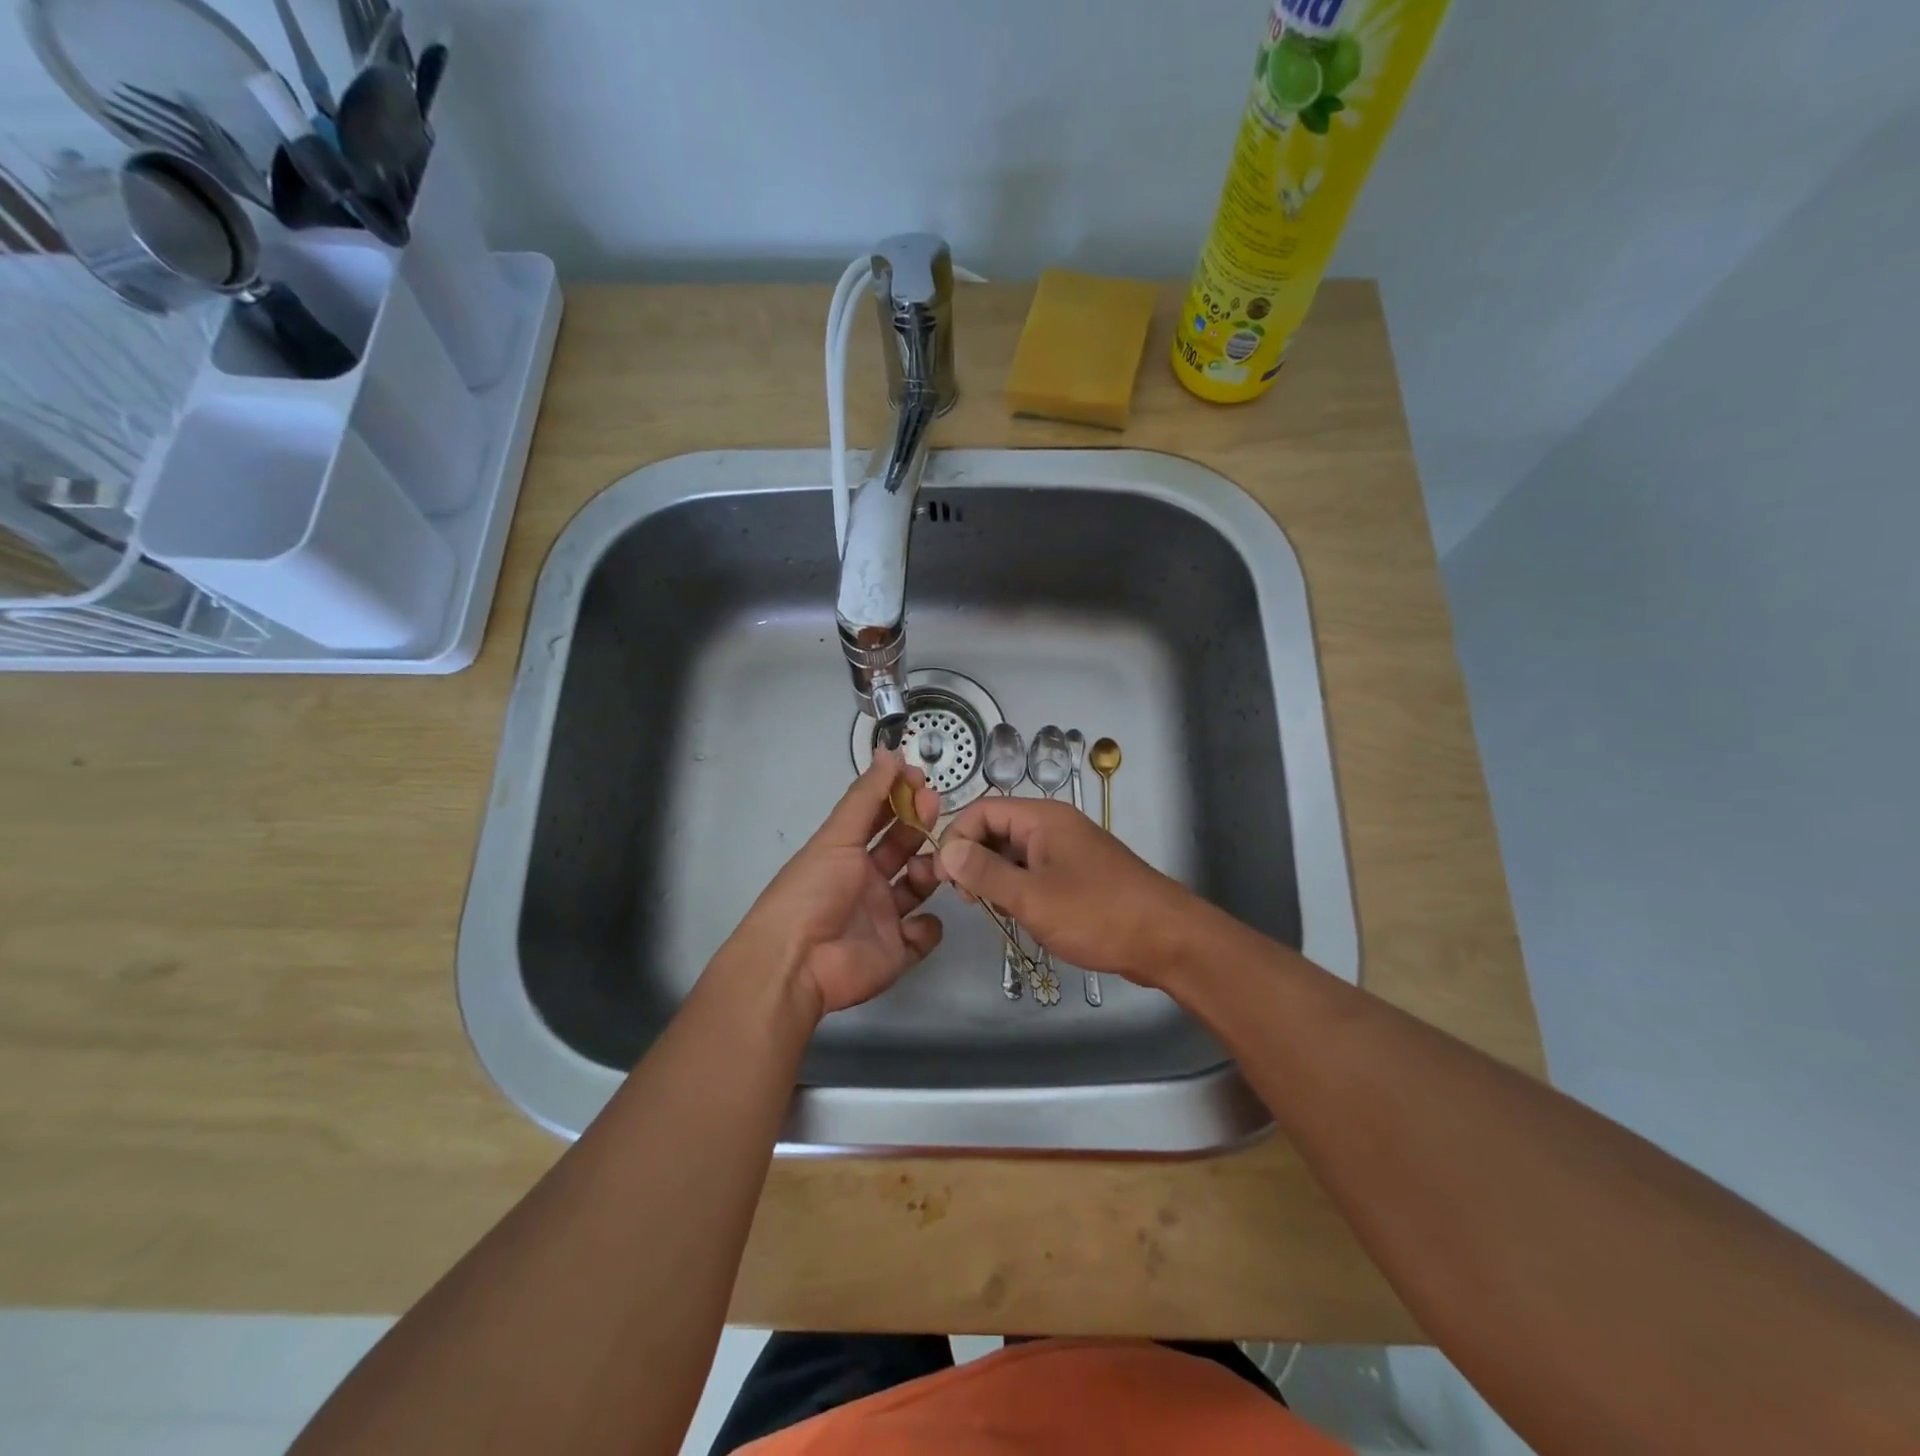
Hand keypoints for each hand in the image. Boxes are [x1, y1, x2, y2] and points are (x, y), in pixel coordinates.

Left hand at [722, 753, 944, 1017]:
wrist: (798, 961)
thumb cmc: (813, 890)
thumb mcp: (837, 836)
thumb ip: (866, 796)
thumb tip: (889, 752)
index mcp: (847, 853)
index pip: (879, 817)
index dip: (898, 797)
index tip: (919, 778)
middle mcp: (866, 881)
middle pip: (902, 847)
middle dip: (919, 825)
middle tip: (935, 807)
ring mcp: (883, 916)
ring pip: (919, 886)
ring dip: (931, 871)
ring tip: (932, 867)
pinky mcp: (897, 951)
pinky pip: (925, 934)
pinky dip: (928, 927)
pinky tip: (919, 919)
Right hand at [935, 797, 1202, 989]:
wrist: (1167, 939)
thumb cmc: (1097, 913)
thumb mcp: (1031, 896)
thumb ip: (984, 873)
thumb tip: (946, 850)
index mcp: (1042, 818)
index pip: (981, 810)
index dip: (956, 839)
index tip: (942, 878)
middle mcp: (1054, 825)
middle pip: (997, 830)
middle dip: (975, 861)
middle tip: (969, 900)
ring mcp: (1068, 850)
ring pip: (1015, 854)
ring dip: (997, 879)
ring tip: (996, 912)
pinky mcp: (1079, 874)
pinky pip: (1036, 872)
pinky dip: (1021, 889)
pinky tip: (1022, 916)